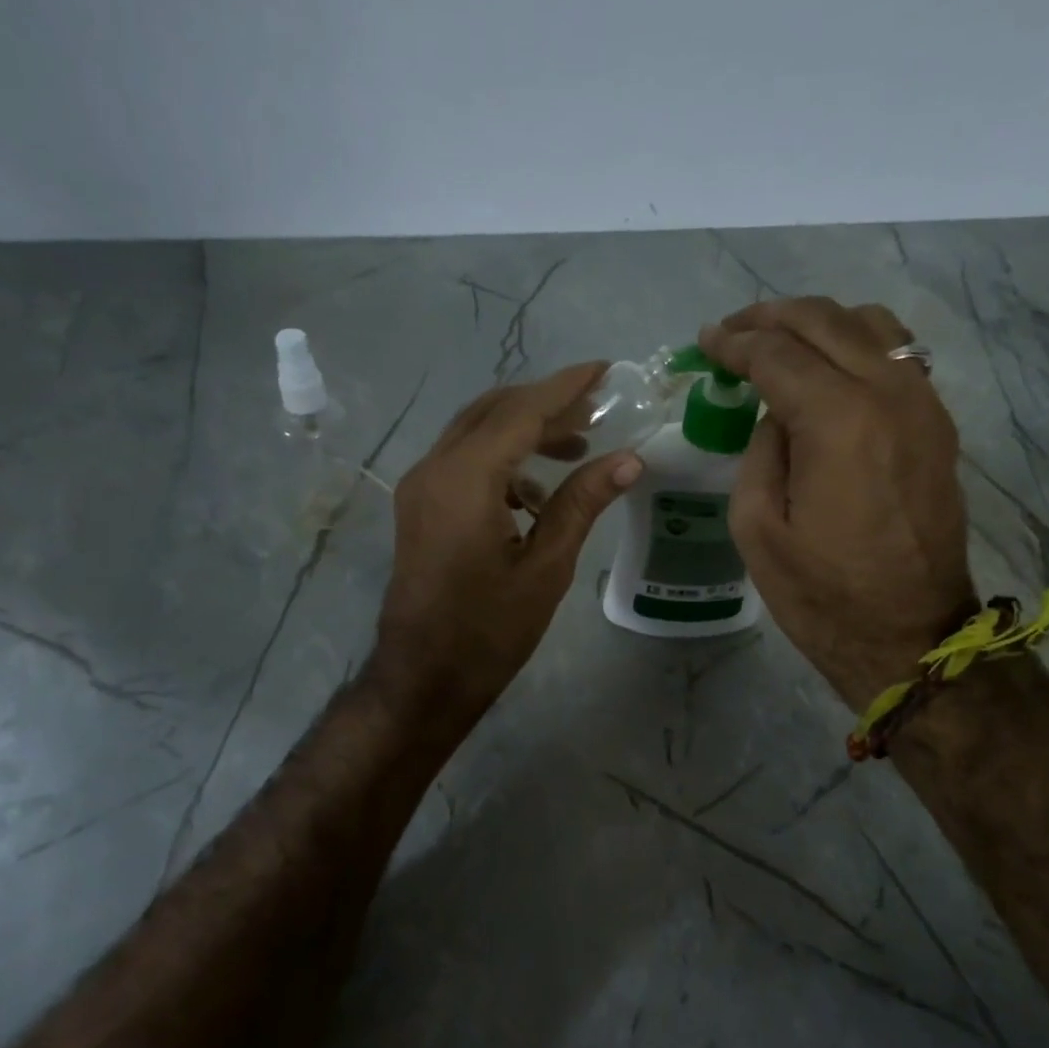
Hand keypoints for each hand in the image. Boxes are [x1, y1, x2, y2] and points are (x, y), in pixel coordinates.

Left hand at [375, 363, 642, 714]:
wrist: (424, 677)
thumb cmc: (490, 630)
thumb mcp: (546, 566)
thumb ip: (582, 503)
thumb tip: (629, 459)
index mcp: (465, 480)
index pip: (520, 412)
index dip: (565, 388)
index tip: (604, 370)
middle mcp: (434, 469)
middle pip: (493, 411)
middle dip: (545, 405)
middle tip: (597, 411)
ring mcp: (420, 487)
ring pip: (475, 433)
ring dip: (523, 431)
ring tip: (576, 448)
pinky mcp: (419, 506)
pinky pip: (462, 461)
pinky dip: (501, 459)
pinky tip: (535, 493)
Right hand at [701, 299, 973, 711]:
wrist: (909, 636)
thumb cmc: (822, 594)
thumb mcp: (757, 528)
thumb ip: (761, 451)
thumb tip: (778, 414)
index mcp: (838, 421)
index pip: (778, 353)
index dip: (734, 343)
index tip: (705, 341)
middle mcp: (889, 395)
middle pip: (825, 321)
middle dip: (771, 317)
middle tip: (733, 331)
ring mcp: (923, 405)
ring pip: (870, 325)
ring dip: (818, 323)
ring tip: (780, 342)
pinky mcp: (938, 426)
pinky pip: (898, 356)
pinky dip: (856, 345)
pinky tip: (829, 369)